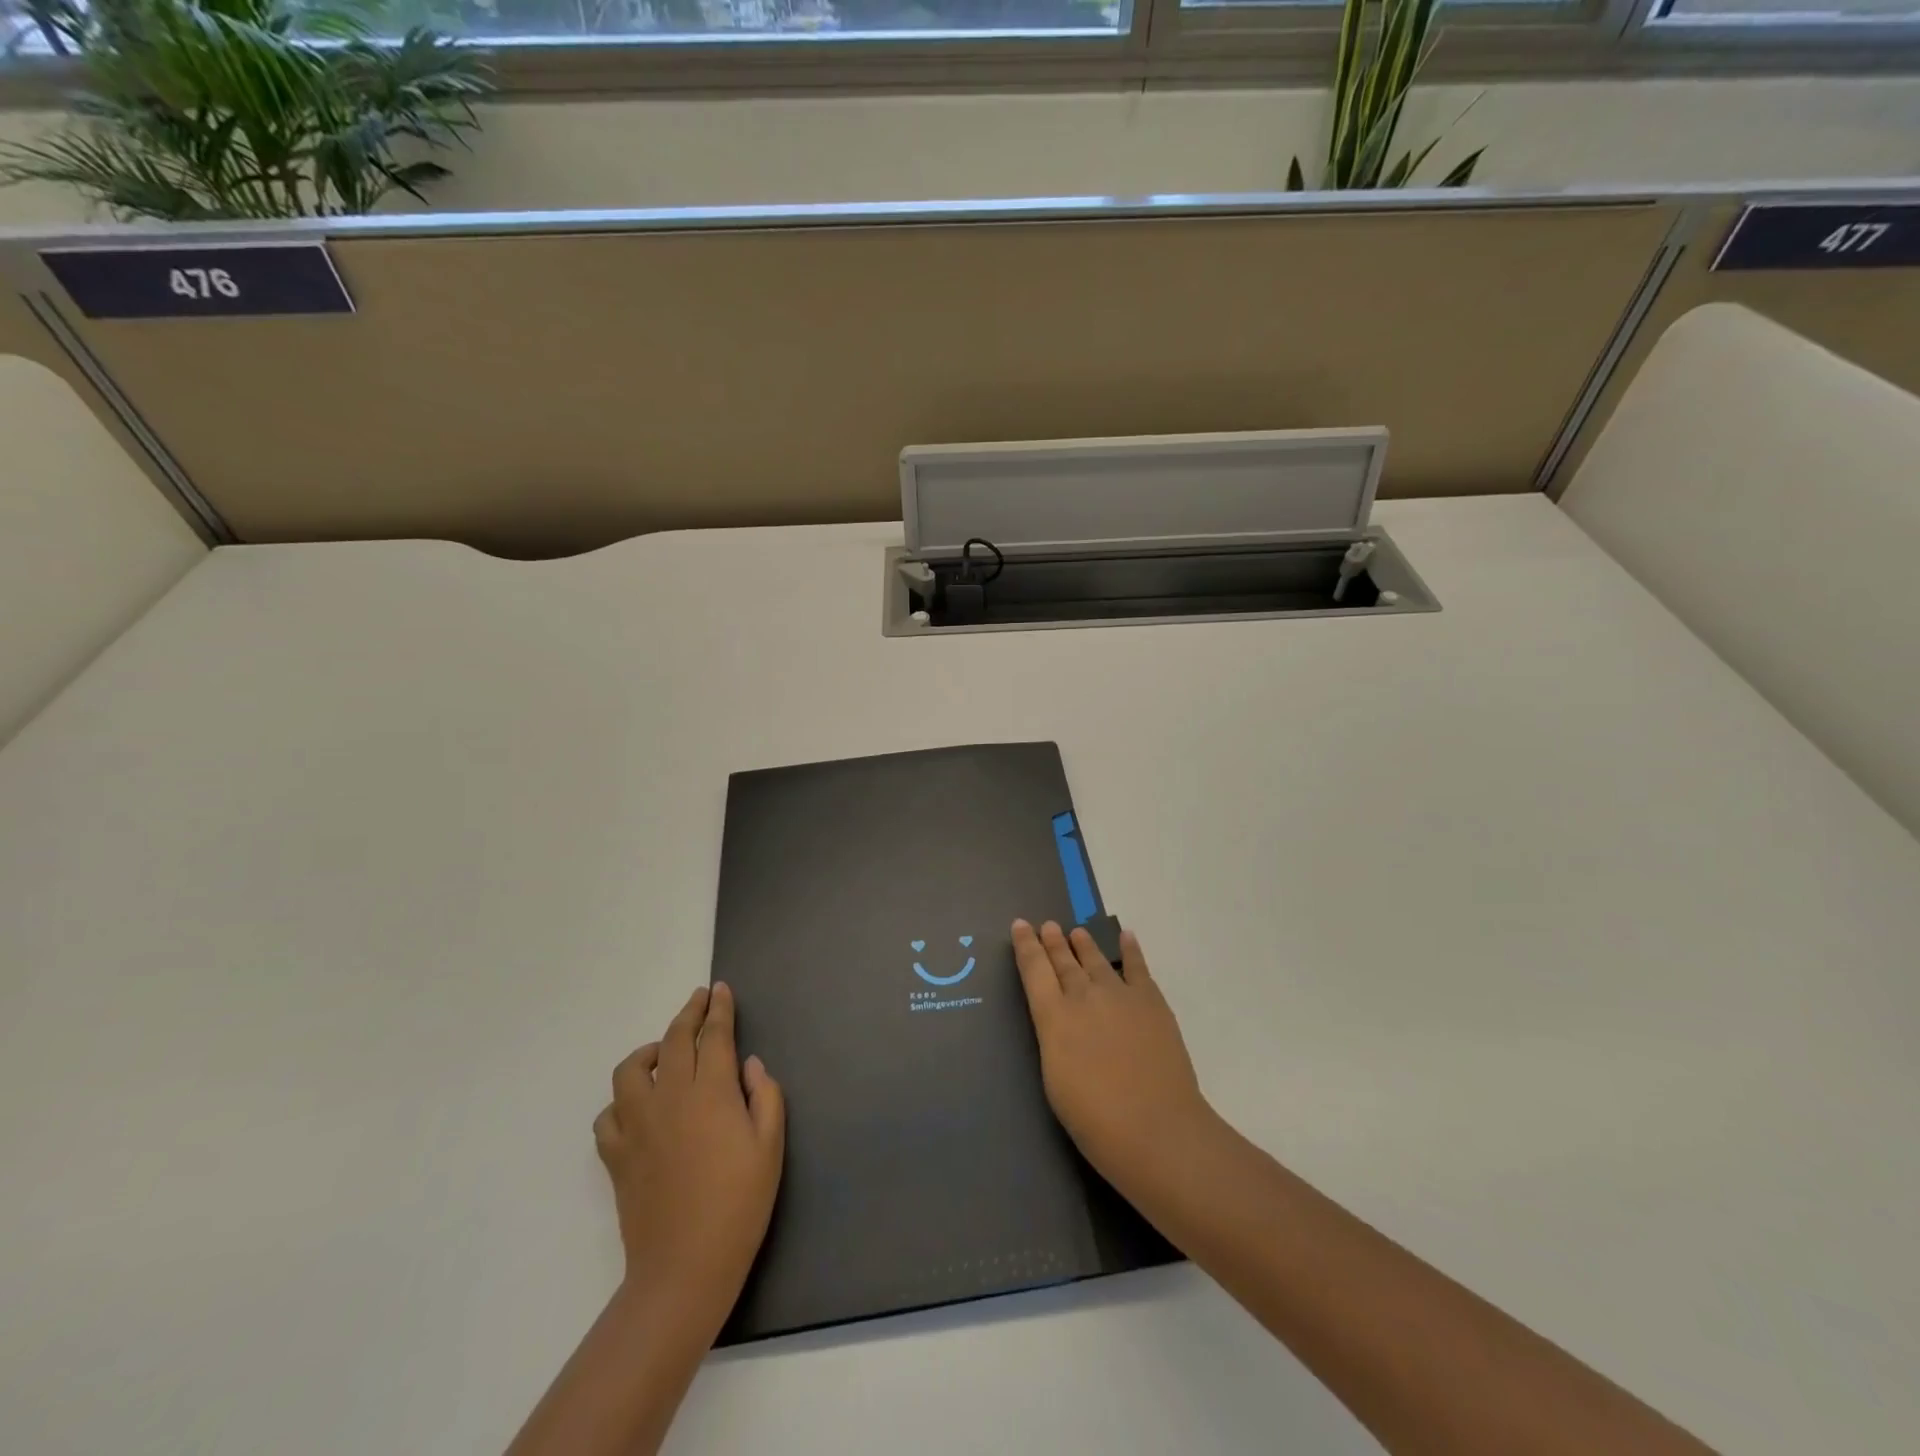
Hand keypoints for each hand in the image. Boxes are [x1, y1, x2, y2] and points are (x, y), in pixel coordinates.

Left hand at [593, 983, 784, 1334]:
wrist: (685, 1268)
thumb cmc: (739, 1205)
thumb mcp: (771, 1147)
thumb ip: (765, 1096)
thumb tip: (749, 1065)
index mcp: (712, 1092)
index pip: (714, 1035)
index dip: (718, 1009)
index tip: (720, 990)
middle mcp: (670, 1097)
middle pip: (674, 1040)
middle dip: (689, 1013)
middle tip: (700, 1000)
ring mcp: (637, 1125)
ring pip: (630, 1069)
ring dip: (649, 1051)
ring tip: (664, 1053)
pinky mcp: (616, 1155)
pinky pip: (608, 1114)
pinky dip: (621, 1101)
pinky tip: (638, 1106)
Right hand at [1011, 919, 1214, 1198]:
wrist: (1155, 1128)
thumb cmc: (1095, 1118)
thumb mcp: (1054, 1079)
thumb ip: (1054, 1039)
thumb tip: (1059, 1020)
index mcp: (1054, 1017)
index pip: (1034, 970)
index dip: (1026, 946)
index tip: (1020, 925)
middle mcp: (1083, 996)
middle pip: (1064, 961)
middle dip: (1053, 942)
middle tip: (1047, 925)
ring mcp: (1119, 995)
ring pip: (1096, 960)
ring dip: (1084, 944)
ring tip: (1077, 931)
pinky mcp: (1151, 1001)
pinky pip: (1137, 967)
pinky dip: (1130, 950)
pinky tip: (1126, 937)